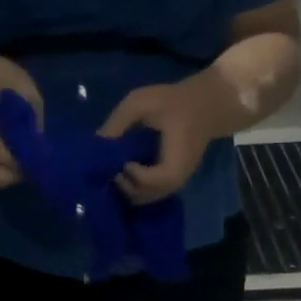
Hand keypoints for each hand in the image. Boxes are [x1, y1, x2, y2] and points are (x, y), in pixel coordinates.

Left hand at [98, 74, 220, 203]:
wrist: (206, 105)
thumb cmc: (173, 102)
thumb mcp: (140, 103)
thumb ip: (117, 123)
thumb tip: (94, 145)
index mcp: (175, 162)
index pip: (149, 182)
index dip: (129, 174)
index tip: (119, 158)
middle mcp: (177, 179)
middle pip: (144, 197)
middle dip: (122, 184)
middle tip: (110, 166)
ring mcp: (176, 183)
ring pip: (145, 198)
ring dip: (126, 187)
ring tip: (114, 167)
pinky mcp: (172, 180)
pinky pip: (150, 192)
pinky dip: (134, 185)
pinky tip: (123, 169)